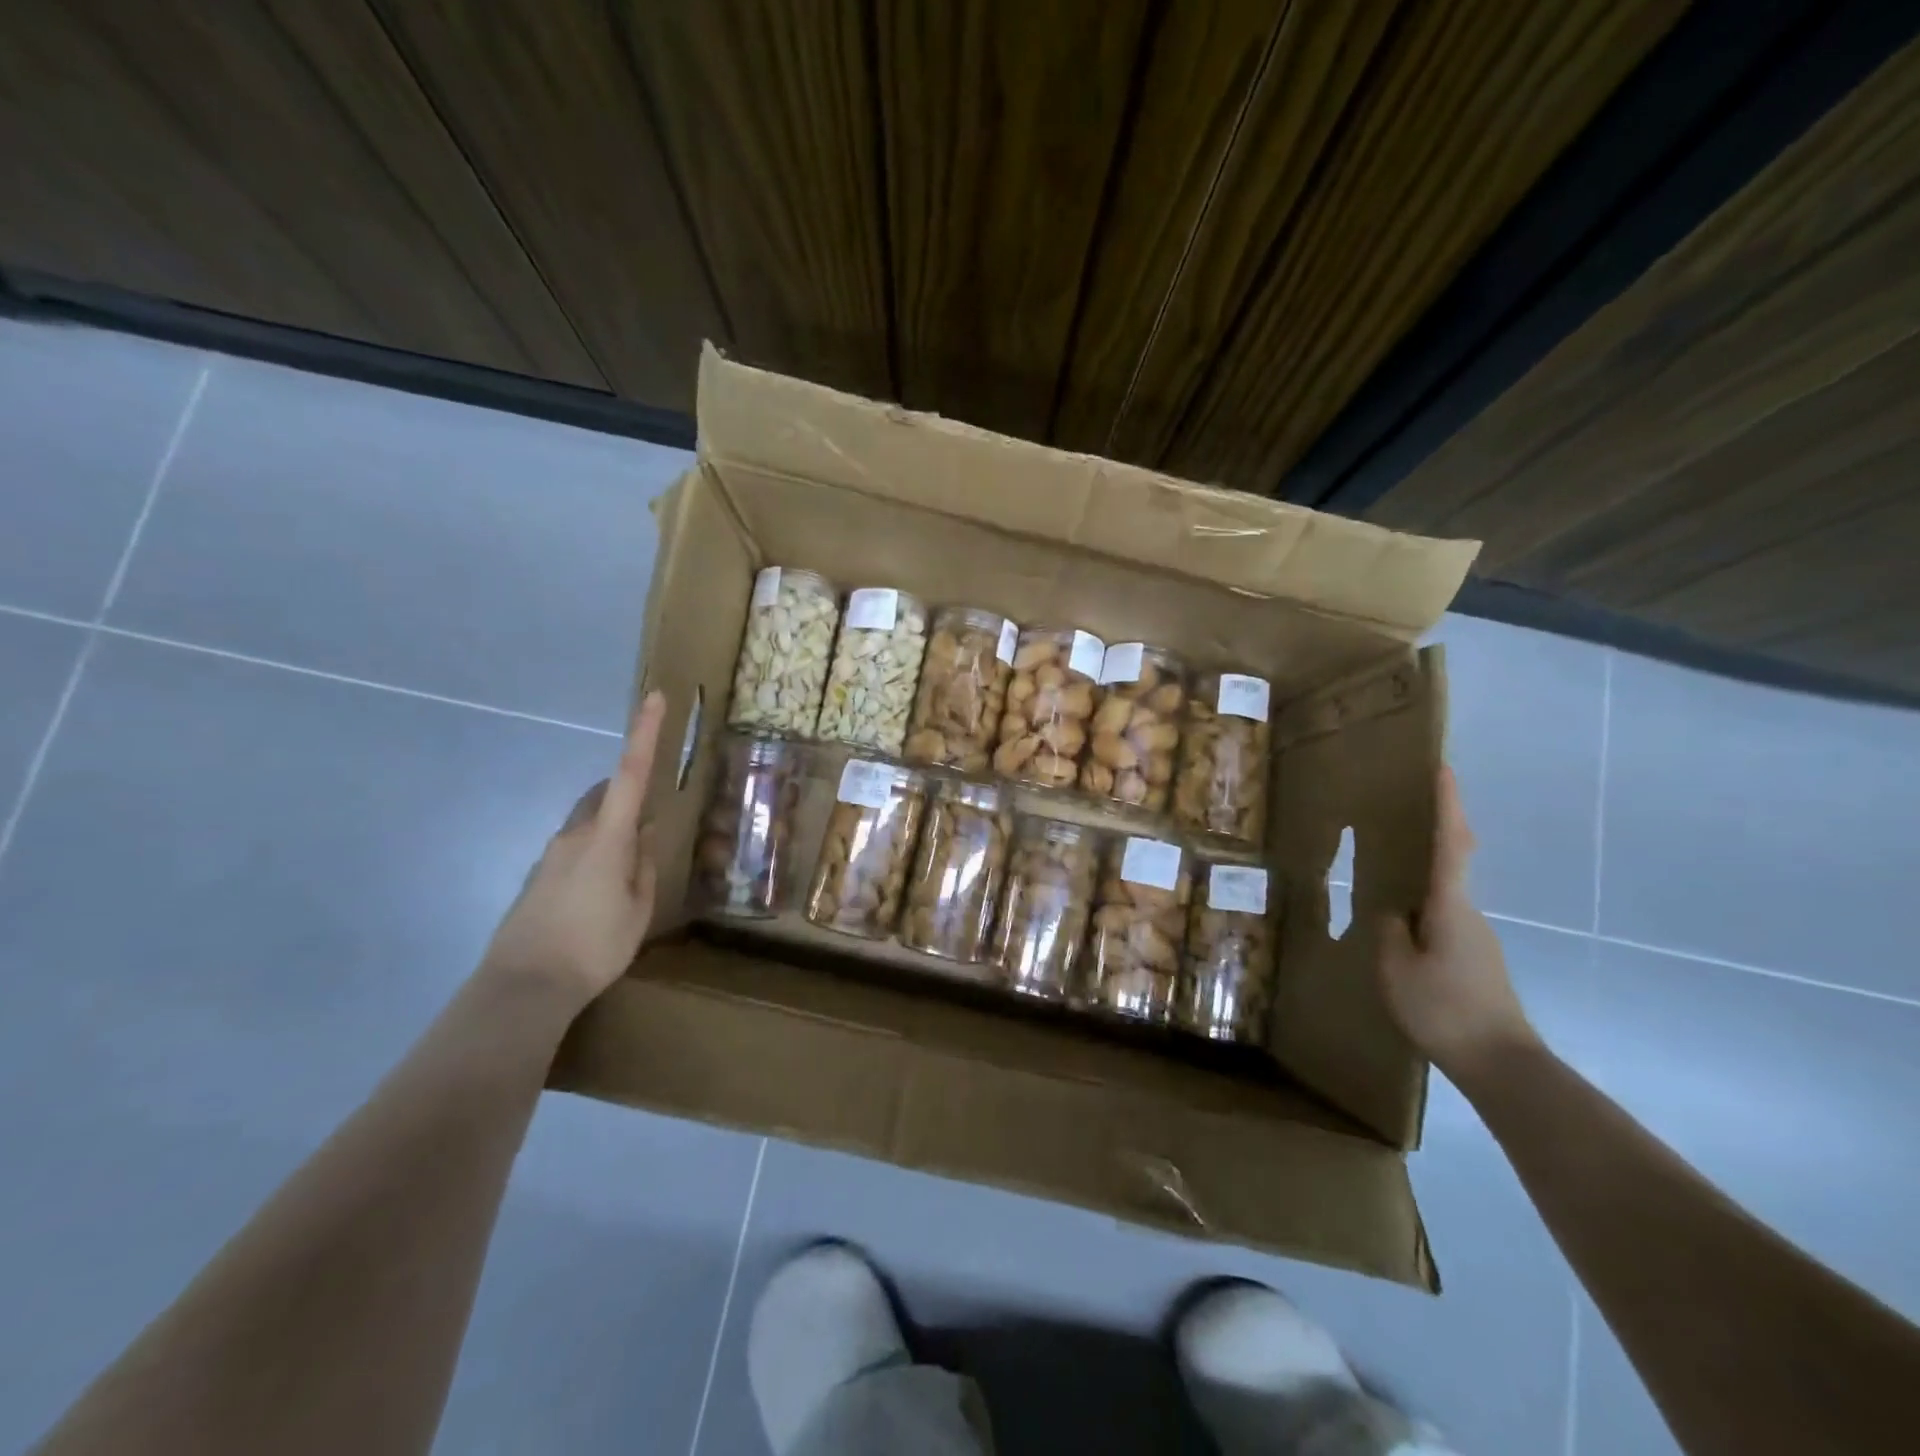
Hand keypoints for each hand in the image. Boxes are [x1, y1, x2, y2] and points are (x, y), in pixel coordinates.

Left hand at [481, 692, 667, 1009]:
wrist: (523, 987)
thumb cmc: (594, 946)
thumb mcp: (638, 908)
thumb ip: (644, 866)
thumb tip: (644, 838)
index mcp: (608, 838)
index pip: (631, 774)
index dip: (644, 734)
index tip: (654, 698)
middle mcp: (575, 835)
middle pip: (605, 795)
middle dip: (628, 794)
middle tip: (650, 823)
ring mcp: (551, 855)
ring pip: (588, 823)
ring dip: (612, 830)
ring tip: (628, 871)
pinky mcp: (537, 877)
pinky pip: (574, 849)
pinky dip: (594, 852)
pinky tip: (600, 893)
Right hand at [1377, 765, 1538, 1081]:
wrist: (1502, 1064)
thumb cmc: (1444, 1010)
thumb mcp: (1396, 968)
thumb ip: (1390, 931)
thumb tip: (1393, 910)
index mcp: (1450, 907)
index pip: (1450, 844)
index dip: (1448, 805)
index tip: (1445, 768)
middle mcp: (1469, 913)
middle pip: (1455, 860)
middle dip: (1441, 827)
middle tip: (1417, 803)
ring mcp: (1476, 936)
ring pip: (1446, 893)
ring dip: (1426, 872)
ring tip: (1391, 869)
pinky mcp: (1476, 958)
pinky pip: (1444, 917)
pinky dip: (1425, 906)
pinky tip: (1403, 926)